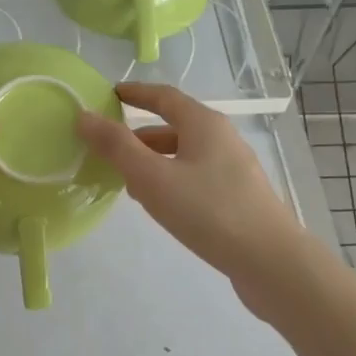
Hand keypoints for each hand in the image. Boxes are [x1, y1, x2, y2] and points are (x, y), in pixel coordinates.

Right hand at [76, 82, 303, 300]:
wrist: (271, 262)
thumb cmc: (209, 211)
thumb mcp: (153, 178)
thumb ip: (116, 147)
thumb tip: (84, 116)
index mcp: (204, 123)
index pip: (164, 96)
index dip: (135, 93)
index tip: (109, 95)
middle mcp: (222, 139)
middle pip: (174, 126)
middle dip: (139, 135)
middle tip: (108, 148)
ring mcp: (233, 169)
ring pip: (184, 155)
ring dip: (154, 162)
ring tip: (126, 182)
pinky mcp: (238, 197)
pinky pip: (195, 177)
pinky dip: (171, 181)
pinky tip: (159, 205)